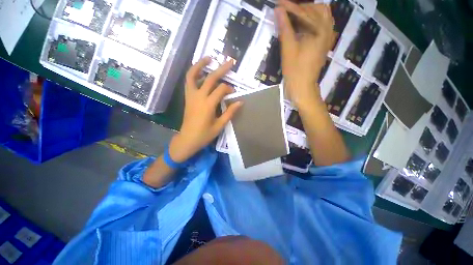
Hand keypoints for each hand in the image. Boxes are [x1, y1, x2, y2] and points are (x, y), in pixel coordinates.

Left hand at [169, 57, 241, 162]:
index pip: (221, 90)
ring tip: (209, 58)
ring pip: (193, 75)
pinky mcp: (187, 97)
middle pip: (210, 78)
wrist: (187, 139)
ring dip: (201, 65)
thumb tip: (240, 102)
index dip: (229, 89)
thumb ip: (230, 112)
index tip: (234, 93)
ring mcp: (191, 95)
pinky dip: (194, 73)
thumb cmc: (204, 135)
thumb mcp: (219, 125)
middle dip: (221, 69)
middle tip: (230, 62)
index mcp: (208, 105)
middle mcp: (198, 97)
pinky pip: (189, 81)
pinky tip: (200, 71)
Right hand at [275, 0, 335, 106]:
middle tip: (288, 12)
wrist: (302, 86)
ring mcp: (328, 37)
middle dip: (302, 8)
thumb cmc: (295, 70)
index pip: (305, 13)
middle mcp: (328, 31)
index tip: (279, 4)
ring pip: (323, 16)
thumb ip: (285, 28)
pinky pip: (323, 25)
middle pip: (319, 9)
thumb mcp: (288, 49)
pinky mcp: (324, 43)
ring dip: (309, 13)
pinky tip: (303, 26)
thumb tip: (278, 10)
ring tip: (295, 17)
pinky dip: (313, 21)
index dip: (290, 7)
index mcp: (320, 31)